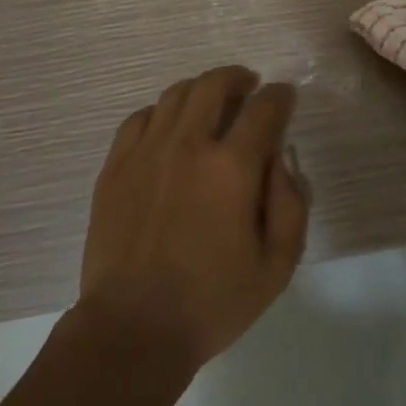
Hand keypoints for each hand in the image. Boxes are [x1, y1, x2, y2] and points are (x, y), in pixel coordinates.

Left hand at [79, 66, 309, 370]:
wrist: (132, 328)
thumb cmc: (211, 303)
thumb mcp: (276, 267)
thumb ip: (290, 206)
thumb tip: (281, 159)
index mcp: (231, 168)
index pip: (263, 110)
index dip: (279, 96)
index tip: (284, 96)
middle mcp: (188, 145)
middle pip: (214, 85)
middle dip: (238, 78)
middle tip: (248, 85)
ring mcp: (146, 152)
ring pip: (175, 94)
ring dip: (200, 89)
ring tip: (211, 100)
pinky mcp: (115, 166)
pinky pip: (139, 117)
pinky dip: (161, 112)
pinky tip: (168, 126)